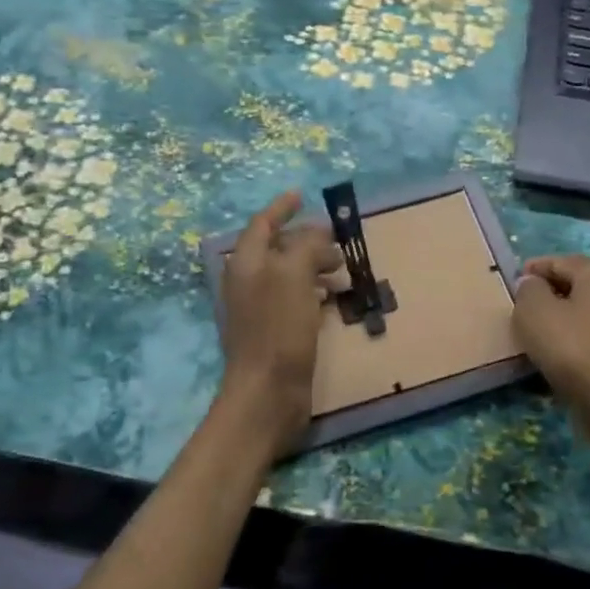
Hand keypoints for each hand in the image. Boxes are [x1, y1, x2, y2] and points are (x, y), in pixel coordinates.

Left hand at [219, 191, 343, 444]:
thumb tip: (317, 230)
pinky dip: (314, 291)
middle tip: (337, 242)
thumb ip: (306, 245)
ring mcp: (259, 308)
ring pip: (289, 275)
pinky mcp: (273, 332)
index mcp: (247, 263)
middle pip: (277, 248)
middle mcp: (249, 282)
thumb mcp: (295, 276)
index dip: (281, 208)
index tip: (302, 195)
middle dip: (306, 240)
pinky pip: (295, 299)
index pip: (262, 224)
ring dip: (314, 267)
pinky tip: (334, 299)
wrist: (267, 392)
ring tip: (343, 271)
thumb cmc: (279, 328)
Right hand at [513, 255, 589, 435]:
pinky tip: (563, 350)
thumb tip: (532, 284)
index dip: (532, 271)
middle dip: (549, 292)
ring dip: (564, 316)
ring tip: (541, 331)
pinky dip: (578, 337)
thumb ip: (528, 290)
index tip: (513, 284)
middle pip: (575, 284)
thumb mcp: (535, 312)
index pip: (557, 261)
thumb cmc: (573, 347)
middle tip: (524, 307)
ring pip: (586, 310)